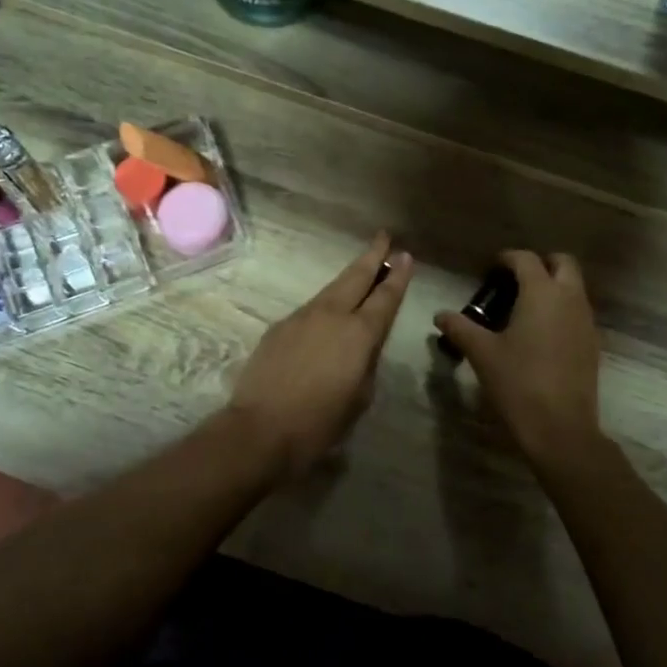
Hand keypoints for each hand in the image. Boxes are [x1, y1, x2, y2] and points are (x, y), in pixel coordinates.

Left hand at [228, 233, 411, 478]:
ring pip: (330, 291)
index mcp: (359, 333)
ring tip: (360, 273)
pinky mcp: (278, 328)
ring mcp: (301, 318)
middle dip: (372, 257)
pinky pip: (309, 311)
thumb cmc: (320, 422)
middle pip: (355, 277)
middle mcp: (331, 315)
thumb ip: (366, 363)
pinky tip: (326, 317)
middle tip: (383, 237)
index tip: (405, 256)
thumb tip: (362, 348)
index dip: (398, 276)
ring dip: (347, 280)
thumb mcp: (360, 396)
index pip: (385, 297)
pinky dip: (324, 307)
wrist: (261, 429)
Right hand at [434, 250, 602, 459]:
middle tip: (514, 281)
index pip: (526, 259)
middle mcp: (569, 298)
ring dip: (553, 286)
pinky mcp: (592, 343)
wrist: (560, 427)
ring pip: (574, 287)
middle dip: (540, 264)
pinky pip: (578, 312)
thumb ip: (460, 328)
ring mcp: (585, 321)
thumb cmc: (518, 383)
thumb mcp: (482, 353)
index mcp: (542, 293)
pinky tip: (539, 334)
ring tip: (523, 307)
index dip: (507, 258)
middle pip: (563, 263)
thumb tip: (440, 315)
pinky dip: (561, 310)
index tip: (491, 268)